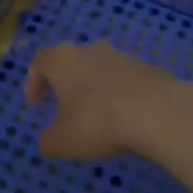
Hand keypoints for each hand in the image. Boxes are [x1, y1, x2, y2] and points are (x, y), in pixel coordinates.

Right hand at [25, 41, 191, 160]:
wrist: (157, 112)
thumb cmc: (98, 122)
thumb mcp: (62, 141)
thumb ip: (49, 139)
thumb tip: (48, 138)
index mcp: (62, 60)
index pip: (40, 62)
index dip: (34, 82)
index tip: (34, 103)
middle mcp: (90, 50)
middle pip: (72, 60)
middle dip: (66, 81)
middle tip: (64, 104)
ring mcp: (122, 56)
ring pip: (101, 67)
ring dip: (95, 86)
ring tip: (98, 112)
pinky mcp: (149, 67)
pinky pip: (127, 79)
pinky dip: (121, 93)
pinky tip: (126, 116)